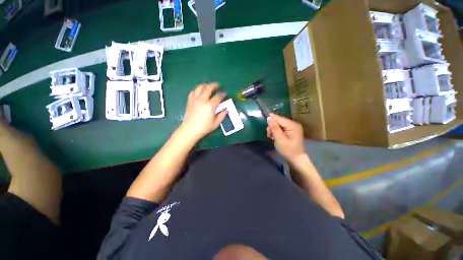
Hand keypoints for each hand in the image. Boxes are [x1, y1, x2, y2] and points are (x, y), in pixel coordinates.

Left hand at [180, 83, 226, 141]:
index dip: (223, 94)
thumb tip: (226, 109)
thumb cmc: (204, 127)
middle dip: (215, 85)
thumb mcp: (216, 123)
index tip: (225, 94)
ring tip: (209, 86)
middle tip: (218, 85)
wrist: (190, 129)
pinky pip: (193, 91)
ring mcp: (195, 99)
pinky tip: (200, 92)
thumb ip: (222, 115)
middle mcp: (203, 100)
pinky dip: (198, 89)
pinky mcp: (190, 101)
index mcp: (210, 105)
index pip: (218, 96)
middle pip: (209, 88)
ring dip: (206, 85)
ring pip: (200, 87)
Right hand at [266, 113, 305, 163]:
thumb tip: (269, 117)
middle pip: (279, 121)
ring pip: (279, 125)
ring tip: (272, 137)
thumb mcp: (279, 139)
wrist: (296, 159)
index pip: (279, 118)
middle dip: (272, 127)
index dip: (271, 119)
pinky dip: (277, 132)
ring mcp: (292, 127)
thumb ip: (274, 128)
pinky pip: (281, 128)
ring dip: (273, 130)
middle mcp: (293, 124)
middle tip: (269, 135)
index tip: (264, 122)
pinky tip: (275, 137)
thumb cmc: (288, 150)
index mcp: (292, 125)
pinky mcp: (291, 131)